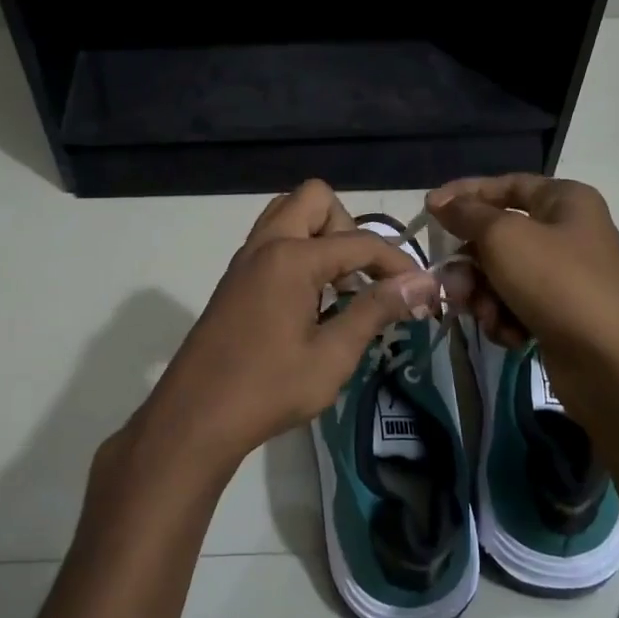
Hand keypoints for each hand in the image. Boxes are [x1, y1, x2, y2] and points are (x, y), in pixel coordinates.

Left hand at [130, 181, 442, 488]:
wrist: (195, 418)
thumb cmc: (268, 389)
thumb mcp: (333, 355)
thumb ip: (376, 310)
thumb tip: (423, 282)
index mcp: (291, 258)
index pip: (360, 242)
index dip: (397, 263)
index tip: (420, 291)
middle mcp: (265, 245)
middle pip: (315, 199)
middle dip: (349, 228)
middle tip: (361, 277)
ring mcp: (245, 260)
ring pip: (288, 214)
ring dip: (321, 236)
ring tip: (338, 287)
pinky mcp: (234, 280)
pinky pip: (272, 241)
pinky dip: (299, 252)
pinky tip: (311, 302)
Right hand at [426, 174, 618, 413]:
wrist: (610, 363)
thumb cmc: (557, 284)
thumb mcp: (504, 238)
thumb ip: (467, 214)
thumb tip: (442, 201)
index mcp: (565, 201)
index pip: (506, 185)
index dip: (465, 194)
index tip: (429, 210)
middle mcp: (567, 233)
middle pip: (498, 237)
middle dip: (471, 264)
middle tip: (453, 286)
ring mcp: (565, 277)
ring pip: (501, 276)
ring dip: (485, 297)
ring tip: (488, 317)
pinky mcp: (559, 315)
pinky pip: (515, 306)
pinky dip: (506, 320)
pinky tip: (512, 337)